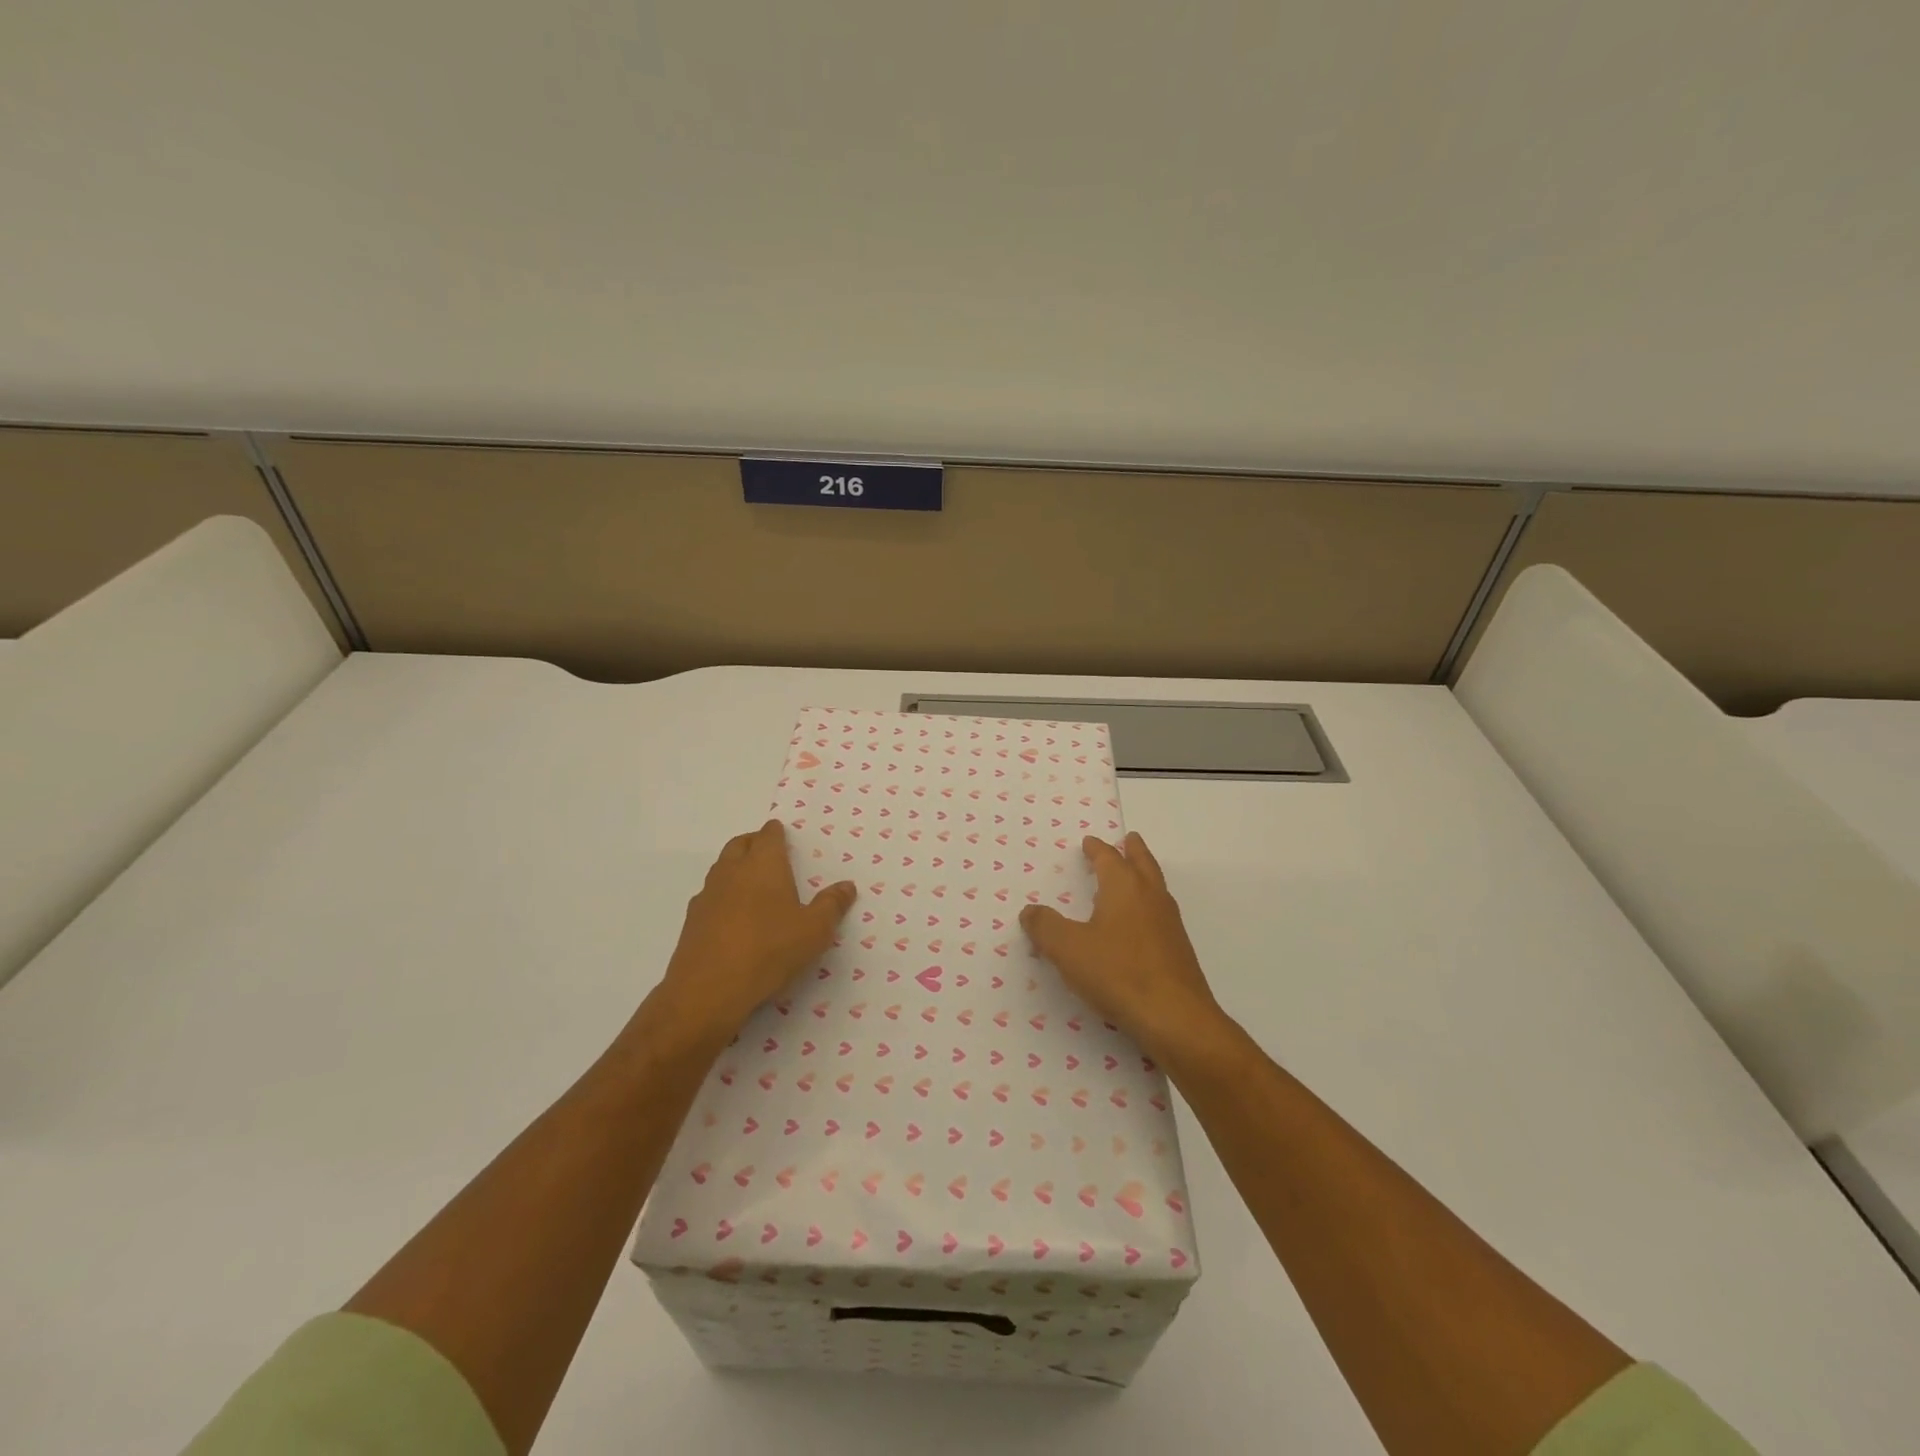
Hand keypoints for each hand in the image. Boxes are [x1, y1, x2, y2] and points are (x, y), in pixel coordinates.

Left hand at [650, 821, 855, 1045]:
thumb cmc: (769, 950)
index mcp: (764, 865)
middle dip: (753, 843)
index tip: (782, 833)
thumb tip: (847, 886)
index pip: (768, 835)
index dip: (776, 832)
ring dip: (735, 868)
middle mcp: (732, 871)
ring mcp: (708, 895)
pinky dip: (722, 897)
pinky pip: (710, 897)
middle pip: (739, 844)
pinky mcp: (692, 921)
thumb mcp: (814, 930)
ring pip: (721, 868)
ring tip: (752, 883)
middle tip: (768, 852)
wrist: (708, 989)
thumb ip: (832, 905)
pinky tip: (733, 917)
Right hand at [1020, 832, 1223, 1060]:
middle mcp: (1150, 897)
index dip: (1097, 849)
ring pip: (1156, 887)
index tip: (1089, 842)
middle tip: (1128, 839)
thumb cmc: (1118, 973)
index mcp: (1124, 887)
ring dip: (1144, 875)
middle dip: (1132, 850)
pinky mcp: (1178, 950)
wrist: (1175, 1018)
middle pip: (1142, 863)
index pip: (1109, 858)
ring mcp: (1169, 923)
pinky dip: (1149, 904)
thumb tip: (1030, 911)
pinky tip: (1140, 924)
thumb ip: (1045, 927)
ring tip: (1135, 875)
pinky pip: (1160, 913)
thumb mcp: (1068, 949)